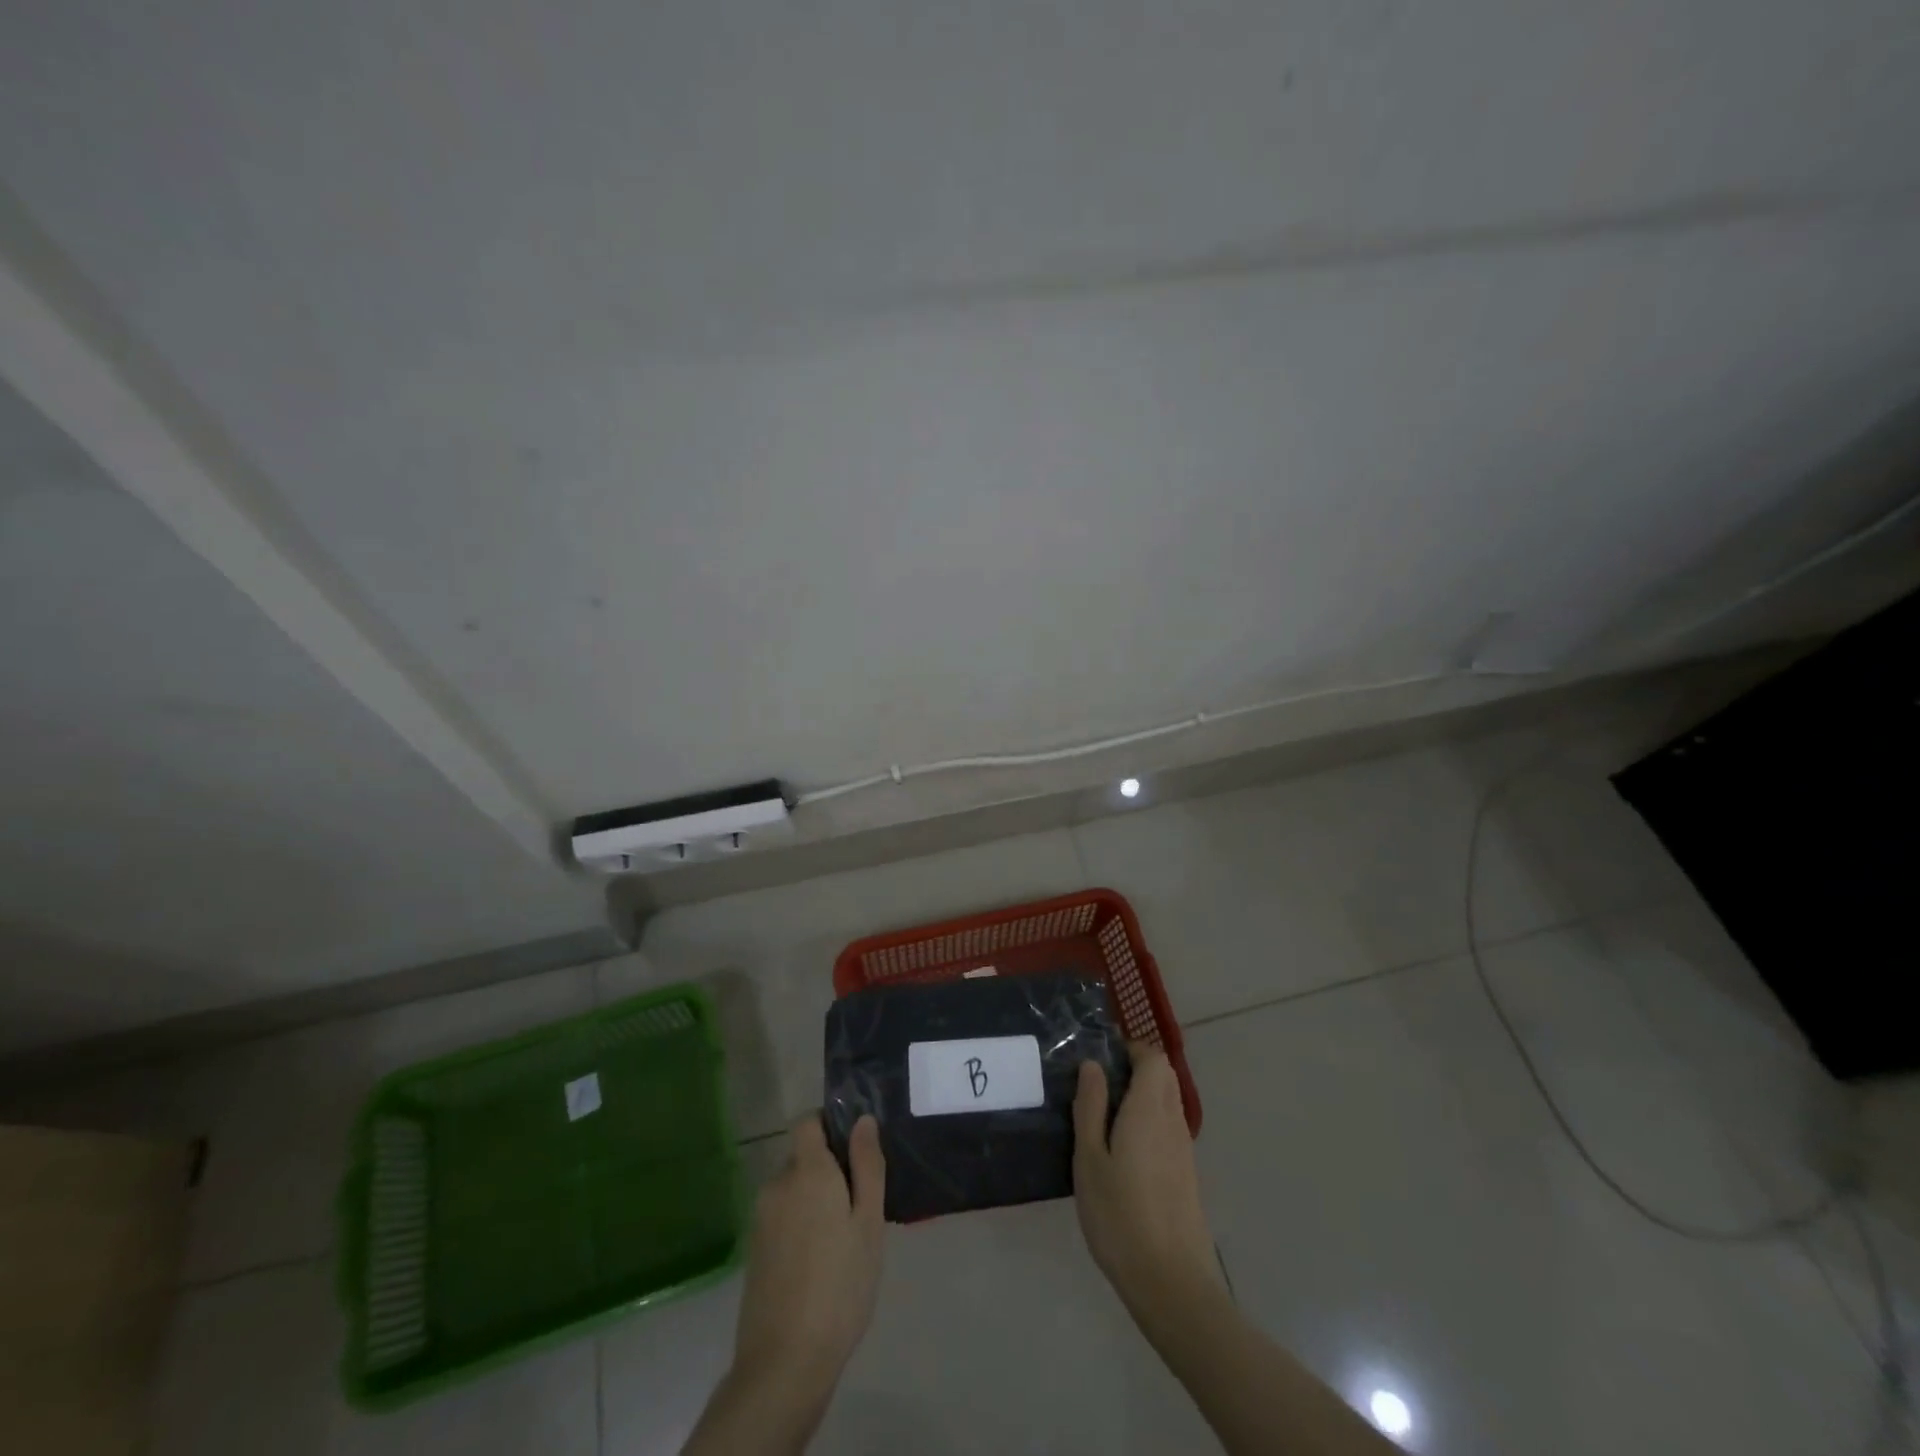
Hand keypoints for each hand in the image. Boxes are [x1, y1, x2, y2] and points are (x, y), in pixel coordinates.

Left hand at [731, 1113, 885, 1396]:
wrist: (784, 1362)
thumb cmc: (840, 1285)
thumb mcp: (868, 1223)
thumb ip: (867, 1165)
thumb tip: (863, 1119)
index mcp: (807, 1171)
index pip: (808, 1121)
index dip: (830, 1123)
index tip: (856, 1149)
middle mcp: (778, 1184)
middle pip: (804, 1157)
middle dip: (829, 1170)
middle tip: (860, 1206)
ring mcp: (761, 1218)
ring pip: (794, 1189)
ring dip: (815, 1200)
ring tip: (843, 1240)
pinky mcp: (754, 1249)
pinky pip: (783, 1217)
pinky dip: (801, 1225)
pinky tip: (820, 1262)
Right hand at [1073, 1045, 1221, 1313]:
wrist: (1172, 1284)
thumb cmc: (1120, 1216)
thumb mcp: (1090, 1159)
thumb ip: (1090, 1107)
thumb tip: (1092, 1065)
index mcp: (1149, 1110)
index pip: (1153, 1058)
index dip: (1130, 1049)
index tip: (1100, 1059)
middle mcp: (1172, 1122)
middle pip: (1163, 1077)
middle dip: (1135, 1069)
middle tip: (1098, 1086)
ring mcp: (1184, 1150)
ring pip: (1167, 1103)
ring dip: (1142, 1097)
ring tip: (1104, 1119)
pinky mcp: (1186, 1175)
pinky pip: (1168, 1130)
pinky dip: (1149, 1123)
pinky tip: (1123, 1153)